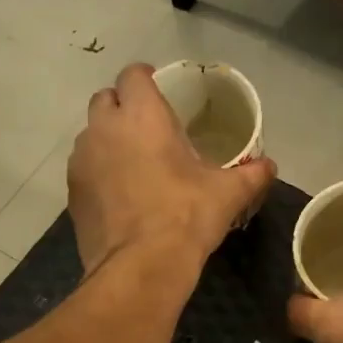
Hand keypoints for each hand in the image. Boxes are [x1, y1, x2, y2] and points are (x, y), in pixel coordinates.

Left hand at [68, 63, 275, 275]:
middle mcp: (105, 128)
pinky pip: (84, 166)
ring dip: (108, 137)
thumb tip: (270, 166)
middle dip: (123, 104)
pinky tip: (119, 191)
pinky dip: (99, 169)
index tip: (158, 86)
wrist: (140, 267)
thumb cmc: (186, 217)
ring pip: (91, 133)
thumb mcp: (228, 194)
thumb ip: (251, 174)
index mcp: (142, 116)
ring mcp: (82, 160)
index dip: (144, 76)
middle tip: (147, 124)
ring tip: (133, 159)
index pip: (133, 75)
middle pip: (105, 99)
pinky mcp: (72, 191)